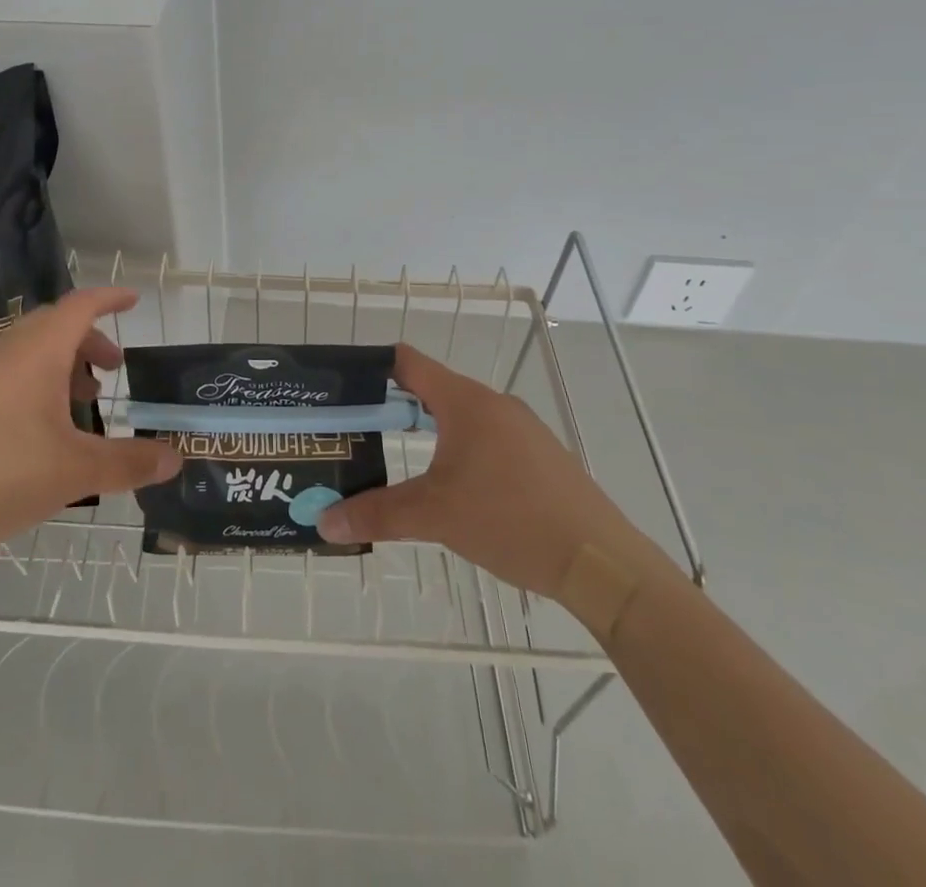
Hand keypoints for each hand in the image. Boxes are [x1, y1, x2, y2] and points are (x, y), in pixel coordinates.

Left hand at [0, 288, 180, 561]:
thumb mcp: (74, 472)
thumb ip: (128, 463)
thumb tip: (174, 460)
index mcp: (37, 353)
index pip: (80, 306)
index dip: (110, 298)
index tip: (133, 300)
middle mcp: (6, 352)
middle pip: (55, 326)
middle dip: (89, 339)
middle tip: (113, 368)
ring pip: (29, 351)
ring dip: (62, 364)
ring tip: (81, 399)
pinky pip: (8, 373)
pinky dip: (36, 383)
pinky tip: (39, 430)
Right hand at [316, 344, 655, 598]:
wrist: (601, 564)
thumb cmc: (511, 520)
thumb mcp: (435, 516)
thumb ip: (377, 513)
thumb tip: (324, 522)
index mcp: (466, 402)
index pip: (408, 362)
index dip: (372, 366)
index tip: (343, 388)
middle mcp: (494, 404)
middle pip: (432, 389)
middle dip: (393, 407)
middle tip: (359, 431)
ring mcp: (522, 430)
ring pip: (461, 417)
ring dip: (428, 432)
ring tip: (398, 459)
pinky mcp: (540, 457)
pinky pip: (488, 439)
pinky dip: (459, 450)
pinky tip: (453, 488)